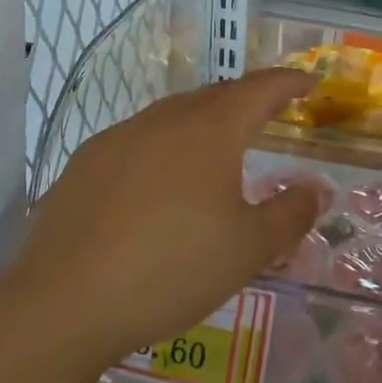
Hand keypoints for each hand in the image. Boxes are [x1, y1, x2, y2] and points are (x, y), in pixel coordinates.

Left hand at [5, 70, 323, 367]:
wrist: (65, 300)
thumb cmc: (171, 269)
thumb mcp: (247, 250)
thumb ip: (289, 214)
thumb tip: (316, 189)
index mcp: (209, 132)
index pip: (259, 90)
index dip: (288, 82)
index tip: (308, 81)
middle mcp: (163, 121)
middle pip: (213, 96)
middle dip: (245, 101)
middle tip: (266, 115)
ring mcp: (118, 138)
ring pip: (171, 116)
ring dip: (201, 123)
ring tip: (215, 150)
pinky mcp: (85, 163)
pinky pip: (137, 140)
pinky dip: (162, 148)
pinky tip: (157, 183)